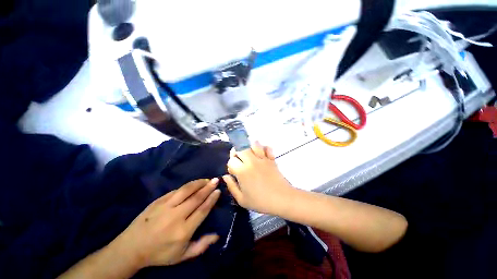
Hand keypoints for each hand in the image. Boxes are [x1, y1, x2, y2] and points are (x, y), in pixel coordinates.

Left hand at [111, 179, 220, 268]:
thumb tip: (217, 235)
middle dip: (208, 187)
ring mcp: (165, 206)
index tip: (218, 191)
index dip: (212, 199)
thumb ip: (201, 246)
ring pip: (186, 190)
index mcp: (183, 231)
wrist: (131, 248)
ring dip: (198, 183)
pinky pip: (176, 190)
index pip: (202, 210)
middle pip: (196, 198)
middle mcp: (176, 216)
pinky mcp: (158, 201)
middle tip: (216, 180)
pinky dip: (187, 186)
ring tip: (206, 179)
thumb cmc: (159, 253)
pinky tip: (193, 185)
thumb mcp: (182, 256)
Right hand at [223, 142, 293, 213]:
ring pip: (253, 144)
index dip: (231, 165)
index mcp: (242, 171)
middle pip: (240, 149)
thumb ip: (231, 186)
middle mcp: (251, 161)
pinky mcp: (271, 159)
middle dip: (237, 153)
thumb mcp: (242, 199)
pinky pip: (267, 148)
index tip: (234, 172)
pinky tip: (262, 153)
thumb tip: (225, 176)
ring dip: (249, 147)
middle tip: (239, 160)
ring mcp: (262, 158)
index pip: (231, 160)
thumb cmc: (261, 201)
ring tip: (249, 154)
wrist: (282, 199)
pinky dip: (264, 148)